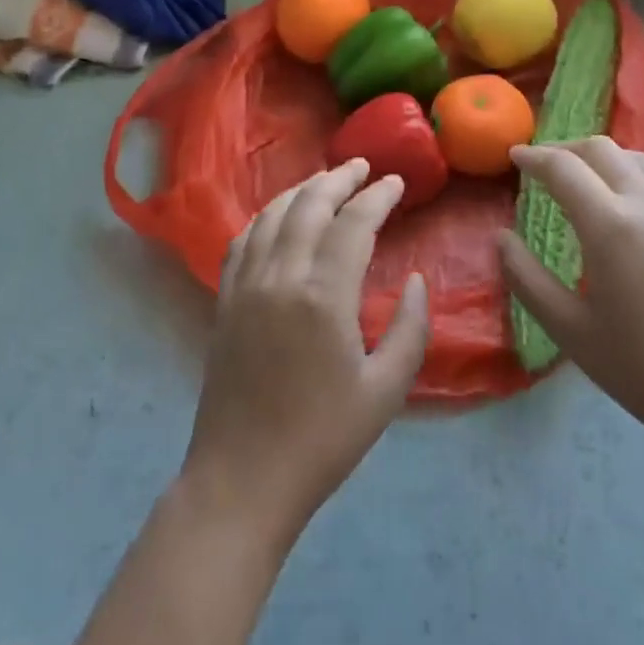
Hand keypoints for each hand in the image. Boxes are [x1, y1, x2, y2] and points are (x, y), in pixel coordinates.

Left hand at [181, 159, 430, 546]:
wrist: (244, 478)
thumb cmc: (323, 439)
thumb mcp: (386, 391)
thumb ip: (411, 329)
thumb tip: (418, 281)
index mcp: (323, 295)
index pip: (353, 223)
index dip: (377, 197)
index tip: (395, 182)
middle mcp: (280, 276)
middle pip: (309, 205)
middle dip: (338, 179)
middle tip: (362, 167)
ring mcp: (246, 285)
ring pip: (272, 215)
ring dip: (301, 190)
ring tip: (325, 181)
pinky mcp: (225, 300)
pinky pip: (243, 239)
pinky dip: (265, 216)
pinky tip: (278, 216)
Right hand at [497, 137, 643, 452]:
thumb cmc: (641, 367)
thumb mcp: (568, 328)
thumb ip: (526, 277)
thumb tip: (500, 238)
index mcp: (610, 224)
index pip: (563, 168)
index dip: (533, 157)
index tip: (514, 156)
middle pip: (602, 150)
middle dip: (566, 148)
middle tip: (544, 164)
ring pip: (639, 159)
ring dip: (603, 158)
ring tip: (586, 178)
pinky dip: (636, 176)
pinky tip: (631, 205)